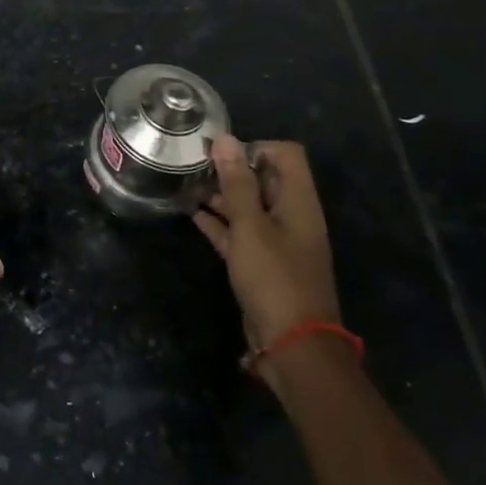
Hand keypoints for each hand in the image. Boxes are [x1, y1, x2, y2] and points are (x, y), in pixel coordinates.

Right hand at [194, 136, 339, 350]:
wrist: (292, 345)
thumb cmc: (274, 278)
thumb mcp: (251, 226)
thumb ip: (237, 183)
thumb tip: (225, 138)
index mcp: (298, 202)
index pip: (286, 155)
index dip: (255, 146)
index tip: (221, 153)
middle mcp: (291, 216)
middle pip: (265, 179)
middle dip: (232, 169)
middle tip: (195, 165)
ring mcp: (277, 242)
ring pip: (248, 207)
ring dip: (222, 195)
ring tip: (187, 185)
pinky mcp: (261, 264)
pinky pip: (239, 233)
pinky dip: (219, 222)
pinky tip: (192, 214)